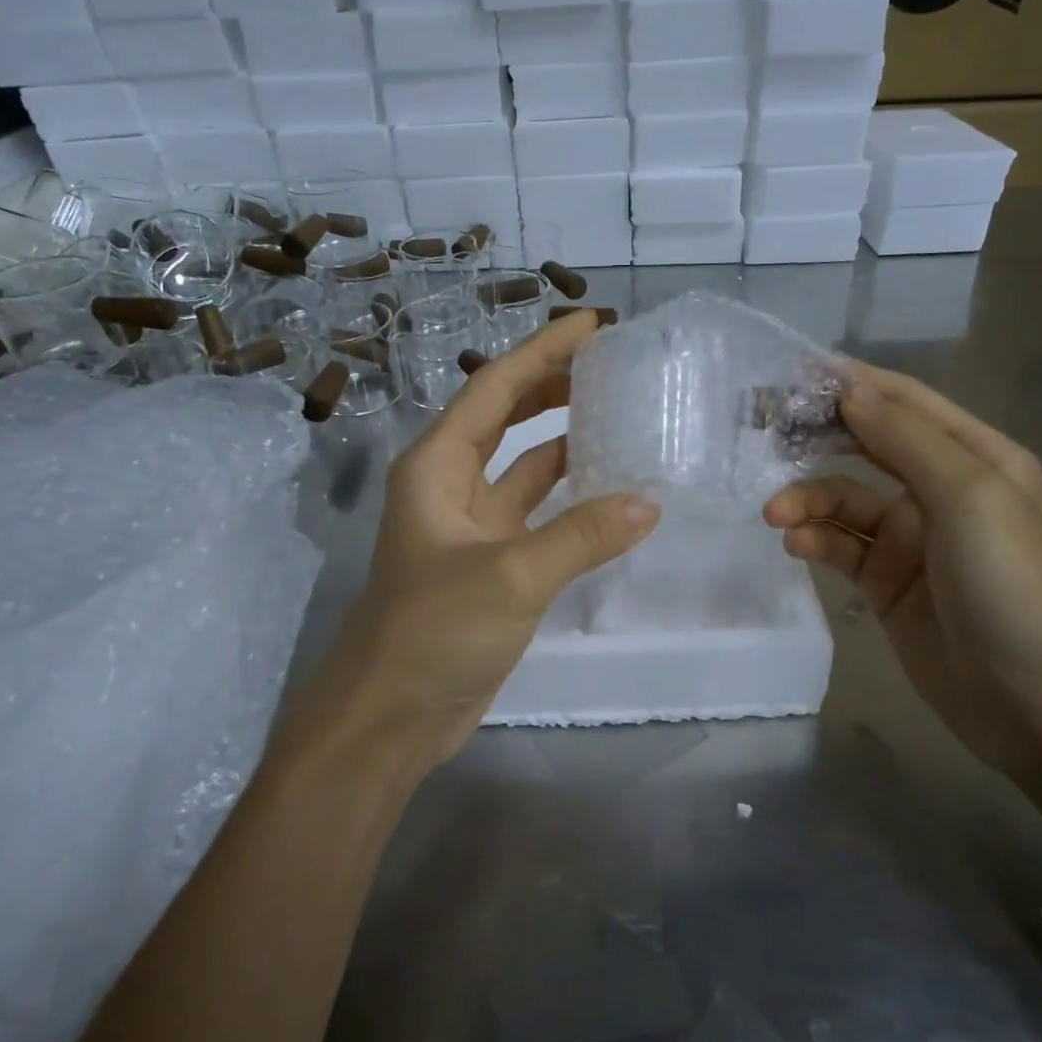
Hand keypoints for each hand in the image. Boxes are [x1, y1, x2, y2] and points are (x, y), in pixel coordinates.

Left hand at [293, 311, 659, 778]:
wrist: (392, 715)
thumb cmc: (432, 631)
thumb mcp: (509, 576)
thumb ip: (581, 537)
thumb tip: (649, 502)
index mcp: (437, 465)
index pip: (494, 388)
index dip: (541, 352)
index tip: (591, 325)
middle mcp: (451, 484)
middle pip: (506, 416)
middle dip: (552, 385)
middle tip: (612, 364)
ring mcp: (474, 525)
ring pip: (525, 465)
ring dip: (564, 438)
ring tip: (619, 413)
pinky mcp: (495, 562)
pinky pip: (538, 512)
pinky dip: (571, 497)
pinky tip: (612, 490)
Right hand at [764, 365, 1041, 781]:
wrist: (1034, 703)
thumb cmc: (1010, 583)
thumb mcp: (968, 495)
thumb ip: (906, 438)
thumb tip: (850, 391)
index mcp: (976, 458)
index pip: (906, 403)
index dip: (854, 383)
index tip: (794, 374)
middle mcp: (942, 490)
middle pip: (869, 446)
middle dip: (820, 436)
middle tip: (765, 428)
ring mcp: (911, 539)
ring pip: (844, 500)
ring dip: (808, 499)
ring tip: (776, 513)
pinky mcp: (885, 582)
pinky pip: (839, 546)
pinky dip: (814, 539)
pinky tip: (795, 544)